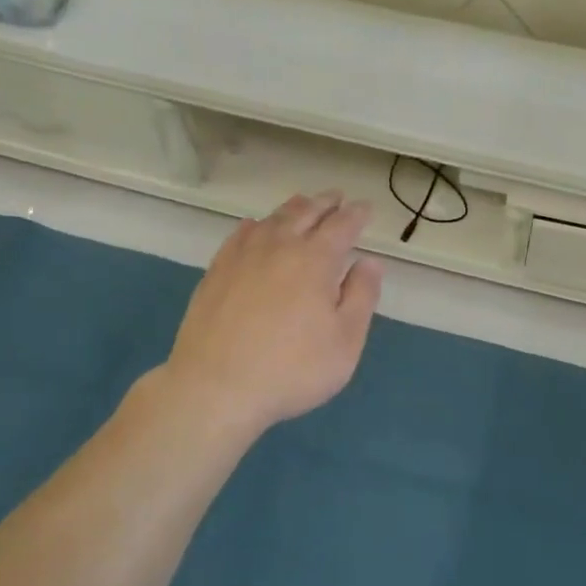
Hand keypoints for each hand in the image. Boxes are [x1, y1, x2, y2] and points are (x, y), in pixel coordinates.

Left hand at [160, 190, 383, 438]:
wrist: (215, 387)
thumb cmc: (292, 368)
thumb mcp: (345, 340)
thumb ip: (362, 296)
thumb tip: (370, 262)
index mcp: (316, 259)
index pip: (342, 225)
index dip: (356, 214)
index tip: (366, 208)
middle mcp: (280, 246)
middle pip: (306, 213)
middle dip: (326, 203)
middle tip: (337, 197)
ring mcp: (243, 256)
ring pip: (272, 219)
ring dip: (293, 208)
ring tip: (303, 204)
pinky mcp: (216, 271)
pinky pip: (240, 234)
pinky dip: (255, 225)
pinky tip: (255, 227)